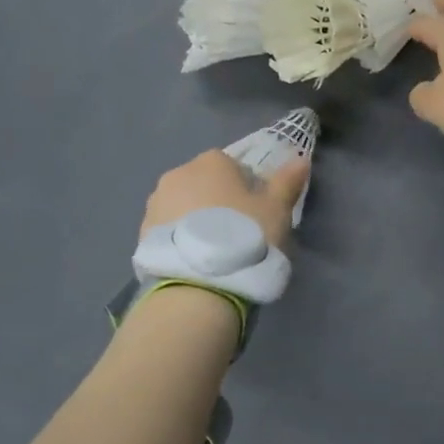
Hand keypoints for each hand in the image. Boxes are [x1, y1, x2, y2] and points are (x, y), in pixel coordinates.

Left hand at [140, 150, 308, 249]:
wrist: (198, 284)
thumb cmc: (244, 236)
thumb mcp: (276, 210)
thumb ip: (287, 182)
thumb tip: (300, 159)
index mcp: (211, 162)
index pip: (233, 166)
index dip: (246, 188)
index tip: (255, 213)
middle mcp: (178, 174)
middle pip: (205, 184)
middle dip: (217, 202)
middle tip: (236, 233)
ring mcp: (155, 203)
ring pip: (184, 206)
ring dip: (196, 220)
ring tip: (214, 252)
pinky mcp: (142, 233)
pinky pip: (169, 229)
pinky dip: (181, 239)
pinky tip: (195, 262)